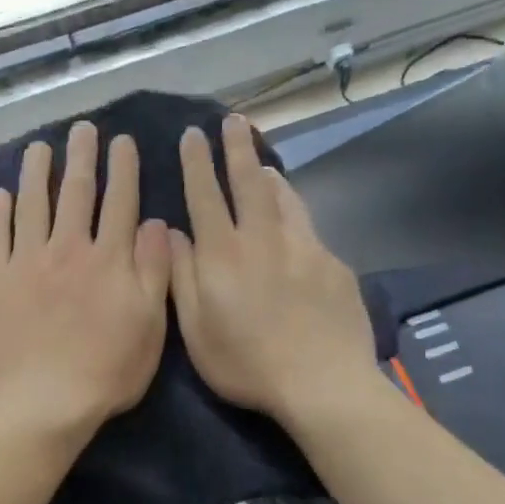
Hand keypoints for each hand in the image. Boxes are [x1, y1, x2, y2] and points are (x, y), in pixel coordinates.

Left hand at [0, 121, 171, 442]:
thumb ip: (154, 271)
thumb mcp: (150, 325)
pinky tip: (1, 194)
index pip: (120, 202)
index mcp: (109, 260)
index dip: (123, 169)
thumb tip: (157, 224)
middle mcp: (68, 249)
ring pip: (33, 204)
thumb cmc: (106, 371)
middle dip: (81, 156)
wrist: (42, 402)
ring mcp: (27, 262)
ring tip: (39, 147)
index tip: (122, 141)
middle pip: (76, 193)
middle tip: (81, 129)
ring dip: (37, 172)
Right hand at [169, 116, 377, 425]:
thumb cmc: (247, 364)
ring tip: (262, 163)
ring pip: (284, 198)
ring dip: (270, 175)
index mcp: (223, 255)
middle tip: (234, 121)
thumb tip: (171, 232)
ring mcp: (303, 247)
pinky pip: (308, 227)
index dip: (196, 162)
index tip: (192, 134)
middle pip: (249, 182)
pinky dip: (295, 213)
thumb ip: (181, 277)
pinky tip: (294, 223)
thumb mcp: (196, 331)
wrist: (322, 383)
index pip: (205, 195)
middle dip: (237, 148)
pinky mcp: (332, 263)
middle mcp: (262, 239)